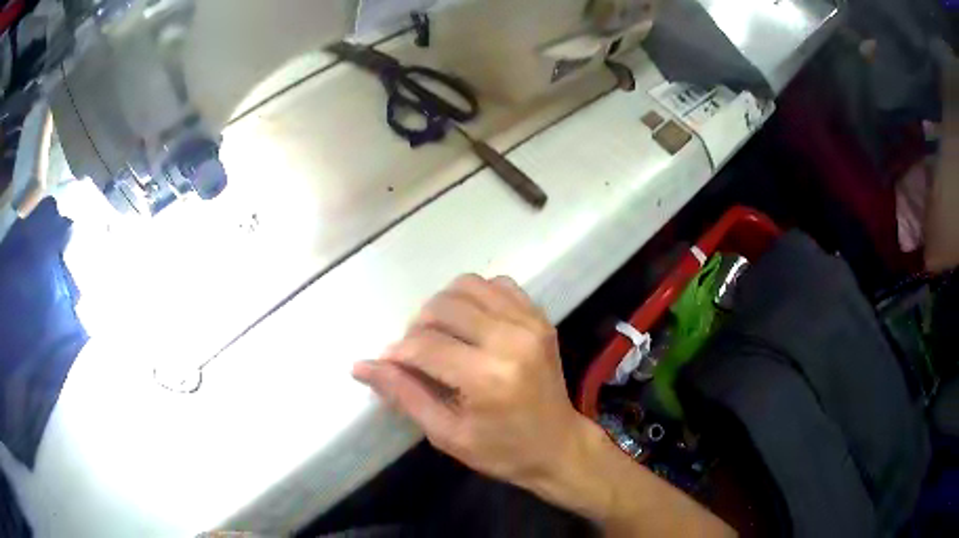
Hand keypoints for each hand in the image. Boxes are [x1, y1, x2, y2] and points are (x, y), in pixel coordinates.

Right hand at [352, 274, 586, 490]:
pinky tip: (470, 322)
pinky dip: (475, 296)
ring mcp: (529, 323)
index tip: (387, 363)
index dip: (397, 353)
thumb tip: (360, 366)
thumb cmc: (503, 450)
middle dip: (417, 327)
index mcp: (488, 377)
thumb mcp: (447, 435)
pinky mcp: (539, 317)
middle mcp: (511, 340)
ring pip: (468, 285)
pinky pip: (498, 284)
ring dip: (443, 305)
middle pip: (443, 307)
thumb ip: (404, 395)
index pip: (424, 346)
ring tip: (440, 334)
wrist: (559, 445)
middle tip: (415, 353)